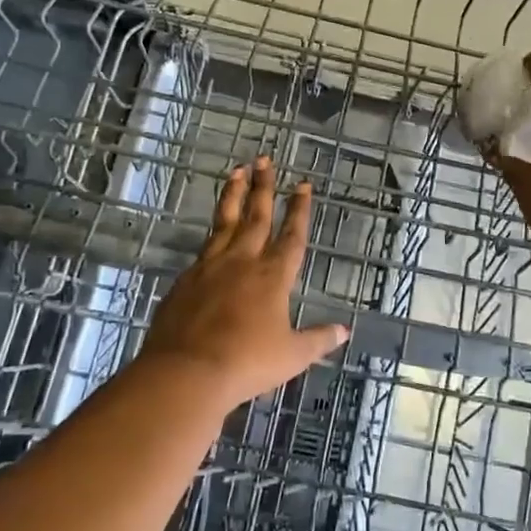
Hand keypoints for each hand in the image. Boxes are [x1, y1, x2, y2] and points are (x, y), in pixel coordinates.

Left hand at [135, 157, 349, 407]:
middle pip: (256, 216)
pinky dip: (213, 230)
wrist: (186, 371)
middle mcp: (243, 261)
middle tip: (264, 159)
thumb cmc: (246, 363)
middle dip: (263, 186)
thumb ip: (318, 339)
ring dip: (233, 195)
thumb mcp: (291, 356)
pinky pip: (204, 247)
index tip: (302, 184)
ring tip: (237, 171)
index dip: (299, 209)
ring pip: (225, 221)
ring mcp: (211, 266)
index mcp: (273, 276)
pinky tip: (213, 228)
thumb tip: (344, 330)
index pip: (291, 235)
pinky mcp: (187, 279)